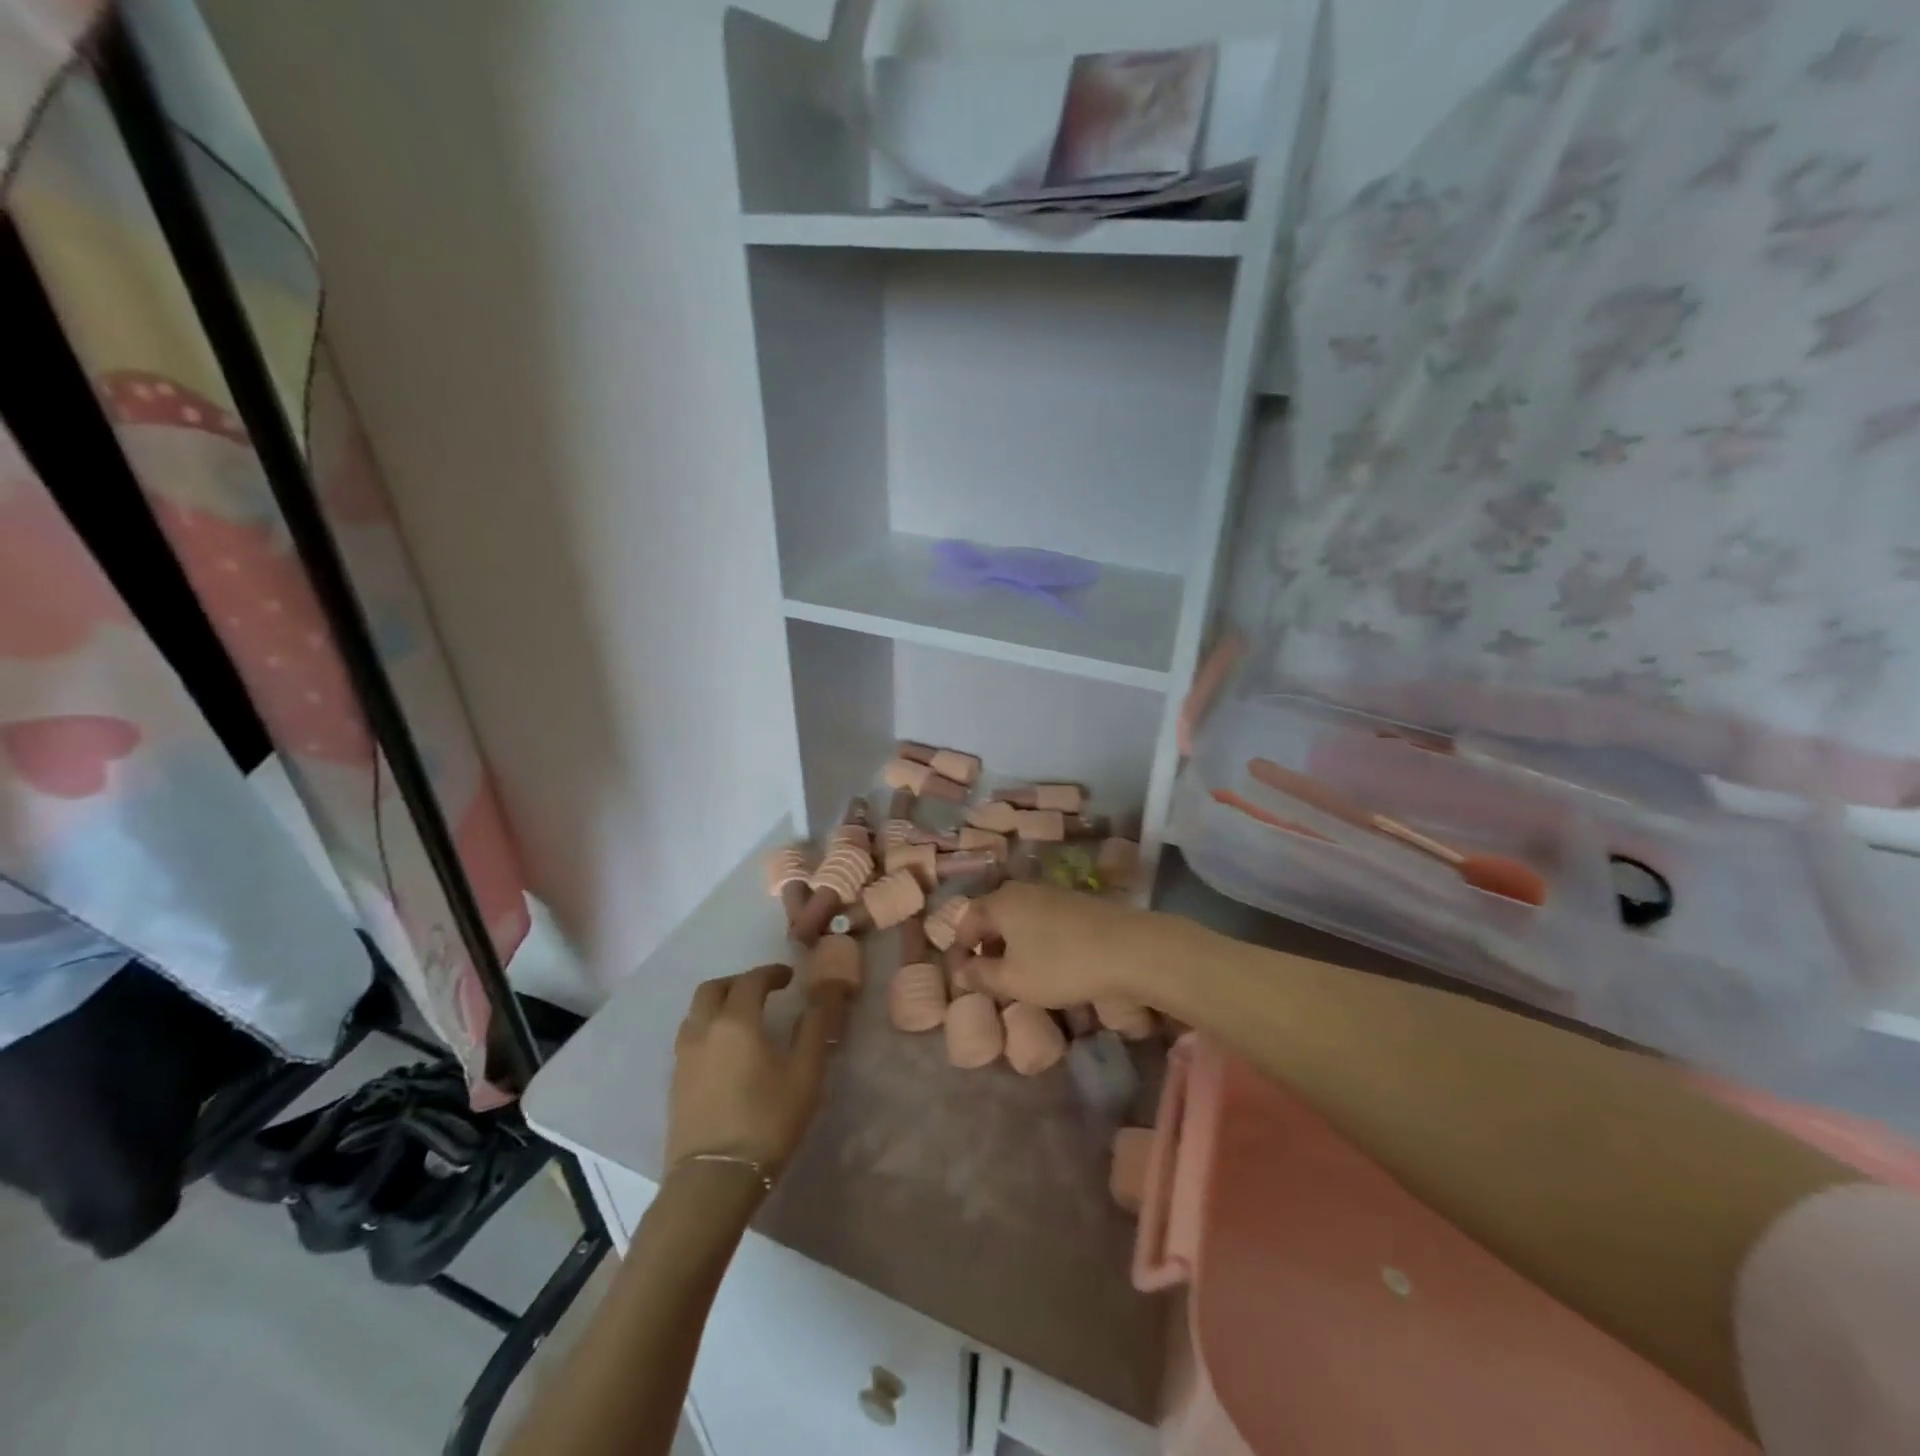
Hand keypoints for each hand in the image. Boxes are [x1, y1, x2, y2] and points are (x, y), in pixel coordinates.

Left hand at [666, 964, 834, 1180]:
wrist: (714, 1181)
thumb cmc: (767, 1121)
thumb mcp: (805, 1071)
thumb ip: (816, 1024)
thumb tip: (828, 987)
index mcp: (736, 1021)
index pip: (751, 980)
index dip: (771, 973)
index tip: (789, 977)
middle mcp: (703, 1030)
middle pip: (713, 988)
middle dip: (739, 982)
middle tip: (763, 992)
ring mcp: (683, 1057)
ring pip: (696, 1013)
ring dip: (719, 1004)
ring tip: (743, 1019)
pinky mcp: (675, 1083)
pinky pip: (690, 1037)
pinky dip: (708, 1028)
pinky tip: (726, 1051)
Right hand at [957, 882, 1190, 1008]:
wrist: (1130, 948)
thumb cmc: (1062, 964)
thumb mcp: (1014, 980)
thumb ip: (982, 976)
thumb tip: (960, 972)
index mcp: (1000, 901)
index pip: (966, 921)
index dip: (961, 950)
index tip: (964, 978)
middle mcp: (1022, 889)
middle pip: (993, 916)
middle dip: (987, 946)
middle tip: (990, 978)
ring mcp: (1052, 892)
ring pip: (1019, 918)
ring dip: (1013, 944)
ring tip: (1020, 974)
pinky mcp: (1076, 903)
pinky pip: (1043, 920)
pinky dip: (1037, 940)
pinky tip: (1050, 962)